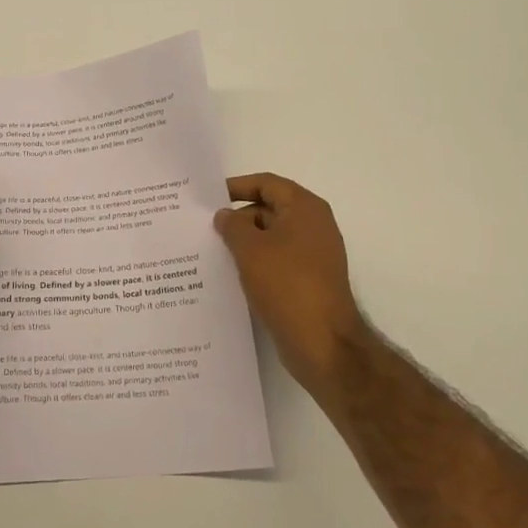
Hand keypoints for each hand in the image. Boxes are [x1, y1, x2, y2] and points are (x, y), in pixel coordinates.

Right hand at [215, 173, 367, 396]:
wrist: (323, 344)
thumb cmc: (286, 285)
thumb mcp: (250, 249)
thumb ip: (232, 225)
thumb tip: (225, 215)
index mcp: (305, 208)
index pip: (266, 184)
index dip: (236, 187)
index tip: (208, 198)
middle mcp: (314, 225)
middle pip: (269, 208)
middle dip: (238, 217)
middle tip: (204, 228)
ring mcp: (314, 255)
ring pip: (271, 237)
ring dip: (244, 242)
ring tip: (211, 251)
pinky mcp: (309, 280)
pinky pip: (277, 261)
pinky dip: (256, 263)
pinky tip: (231, 275)